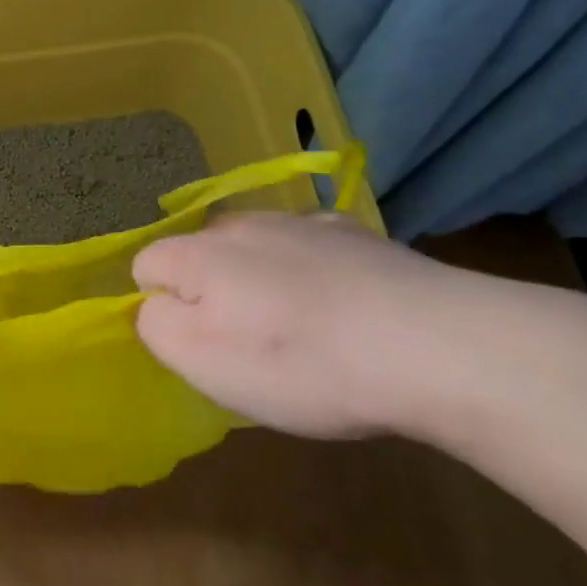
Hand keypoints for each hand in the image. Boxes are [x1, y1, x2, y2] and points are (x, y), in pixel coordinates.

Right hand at [132, 212, 480, 440]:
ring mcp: (306, 223)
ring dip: (260, 282)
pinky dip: (312, 276)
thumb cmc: (302, 363)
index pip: (145, 266)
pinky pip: (310, 252)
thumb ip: (156, 326)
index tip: (198, 347)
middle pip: (201, 255)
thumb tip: (155, 305)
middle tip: (247, 346)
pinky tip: (345, 312)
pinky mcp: (359, 235)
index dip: (160, 307)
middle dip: (209, 292)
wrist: (440, 347)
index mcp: (199, 253)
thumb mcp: (203, 362)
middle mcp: (245, 224)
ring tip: (301, 333)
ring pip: (256, 251)